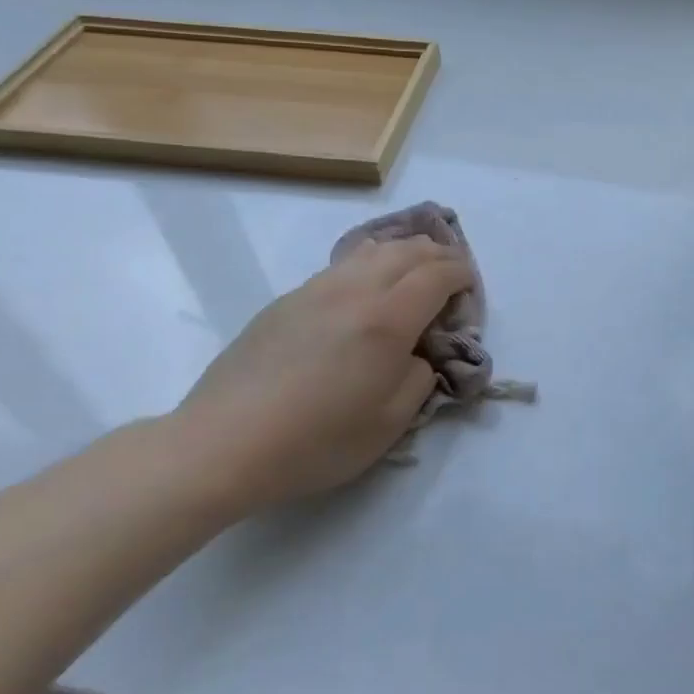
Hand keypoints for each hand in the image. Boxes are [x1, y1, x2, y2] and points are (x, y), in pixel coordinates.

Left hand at [173, 237, 473, 511]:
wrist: (223, 443)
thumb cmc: (316, 440)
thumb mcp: (390, 423)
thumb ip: (418, 378)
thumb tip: (416, 355)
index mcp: (387, 319)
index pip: (437, 275)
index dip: (461, 274)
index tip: (471, 285)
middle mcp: (355, 290)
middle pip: (407, 251)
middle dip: (438, 255)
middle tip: (452, 272)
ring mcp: (316, 290)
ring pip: (372, 250)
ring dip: (403, 251)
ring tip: (414, 267)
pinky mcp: (287, 301)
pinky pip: (341, 266)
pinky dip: (369, 263)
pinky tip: (366, 284)